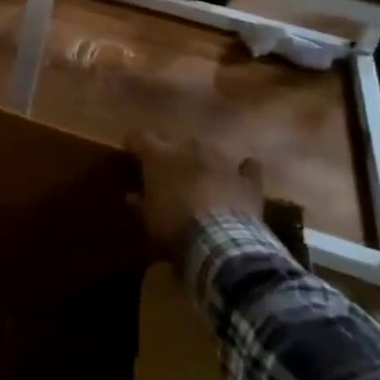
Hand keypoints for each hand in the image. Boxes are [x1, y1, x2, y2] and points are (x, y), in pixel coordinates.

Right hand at [127, 131, 265, 255]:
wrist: (220, 241)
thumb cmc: (174, 225)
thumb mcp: (149, 218)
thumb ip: (141, 202)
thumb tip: (131, 196)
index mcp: (160, 156)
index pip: (139, 137)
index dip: (134, 144)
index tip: (131, 152)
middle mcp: (190, 149)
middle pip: (178, 144)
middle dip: (175, 157)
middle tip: (172, 177)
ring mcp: (222, 160)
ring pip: (210, 152)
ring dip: (205, 164)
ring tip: (204, 181)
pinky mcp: (247, 178)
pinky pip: (247, 168)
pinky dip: (243, 172)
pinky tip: (240, 178)